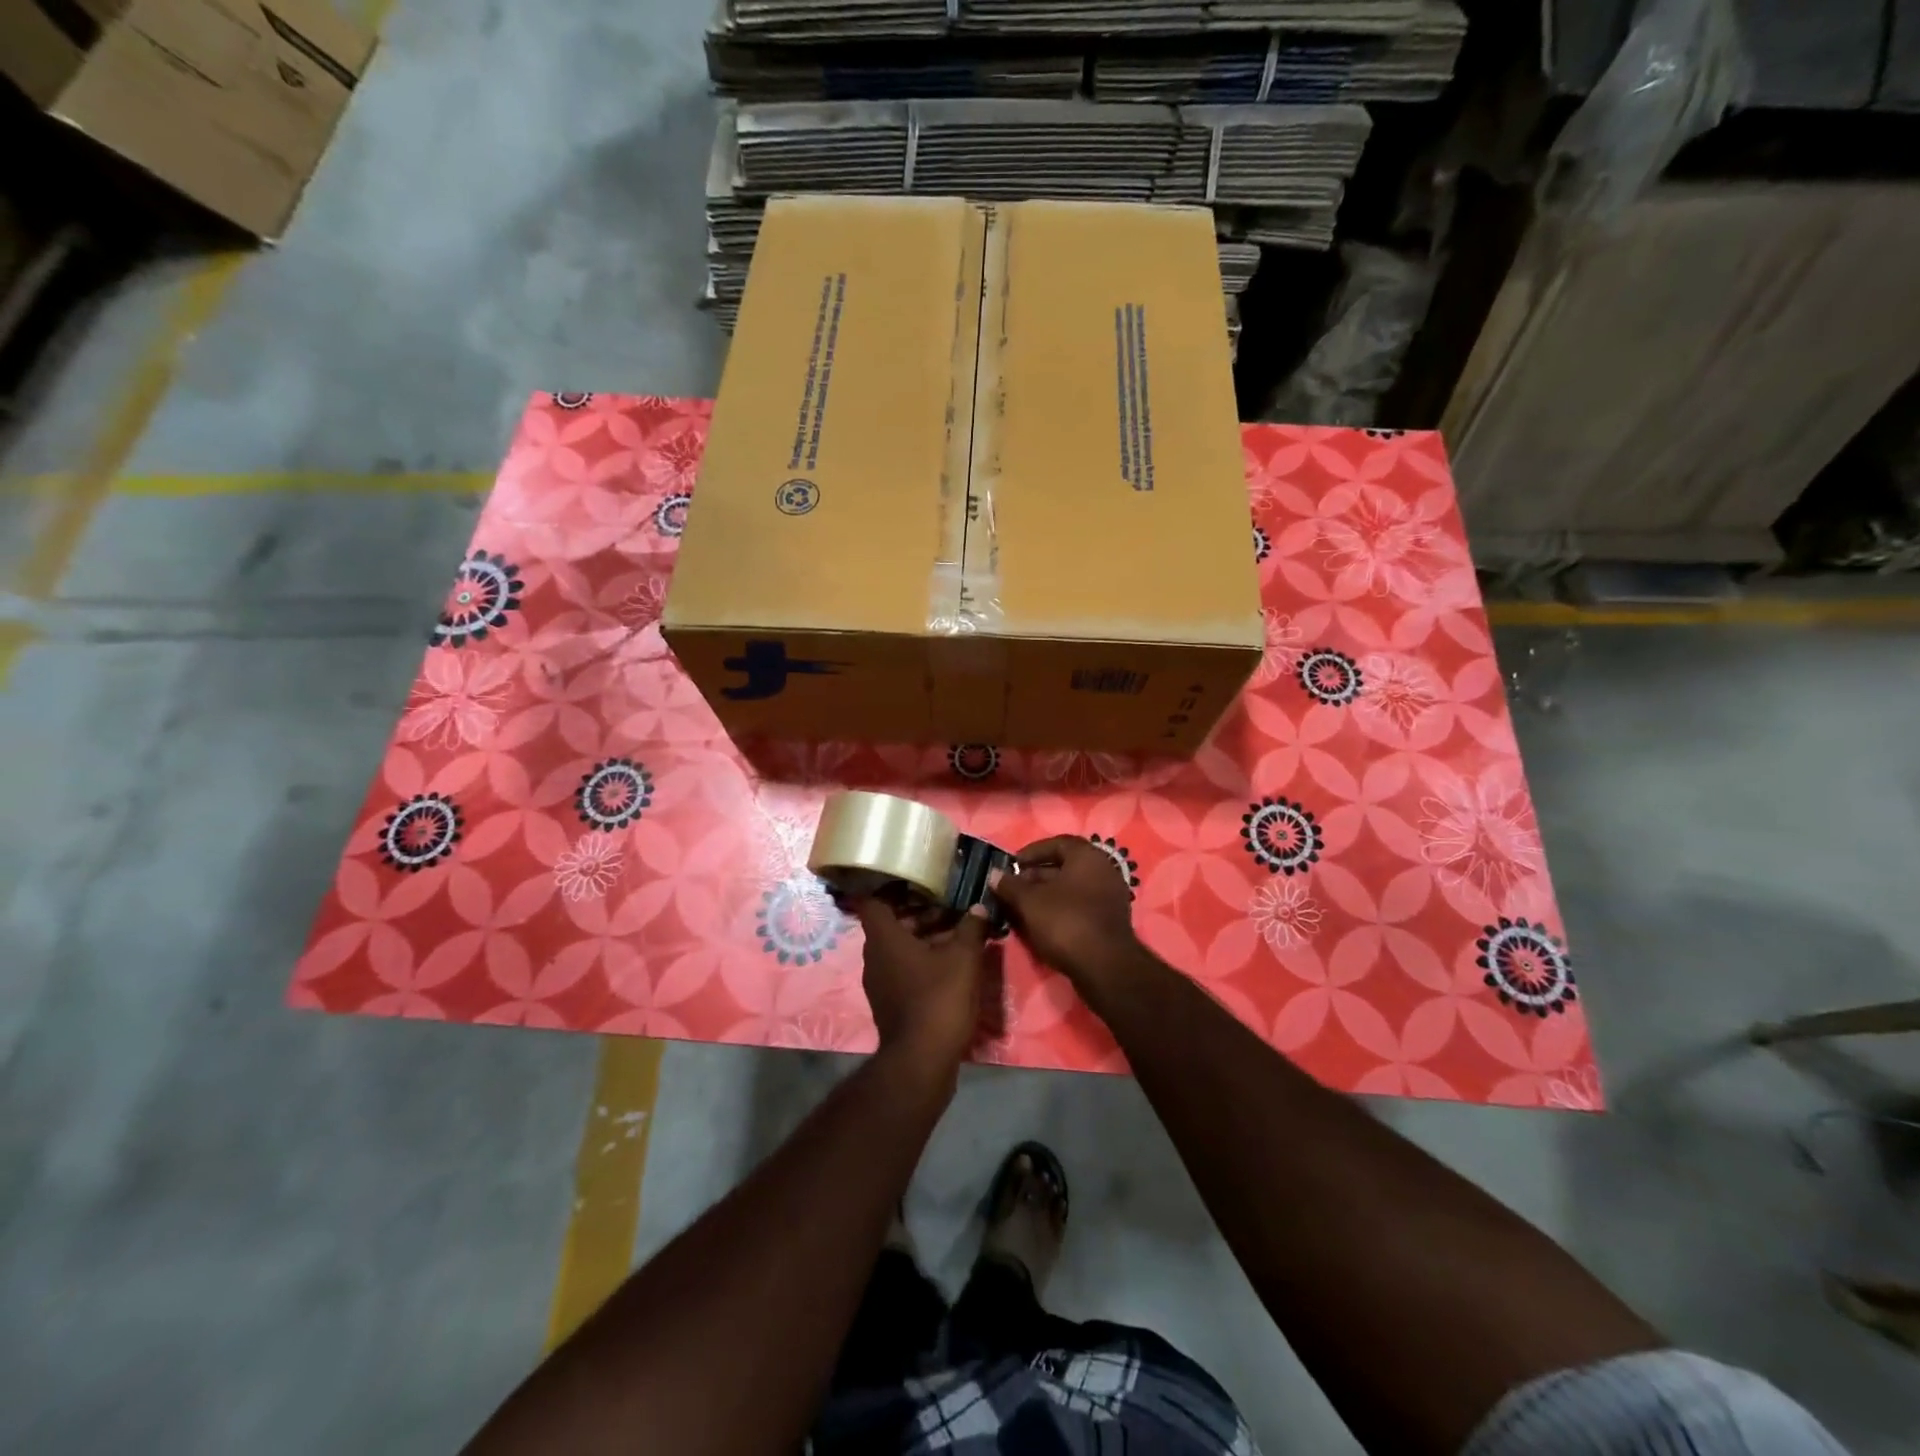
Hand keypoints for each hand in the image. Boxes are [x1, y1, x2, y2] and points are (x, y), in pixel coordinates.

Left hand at [856, 900, 989, 1065]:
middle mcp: (875, 956)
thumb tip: (979, 908)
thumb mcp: (964, 958)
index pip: (873, 899)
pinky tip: (953, 960)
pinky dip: (924, 958)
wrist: (922, 1061)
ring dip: (926, 935)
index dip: (890, 885)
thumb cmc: (939, 998)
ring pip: (901, 946)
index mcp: (884, 938)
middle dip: (921, 910)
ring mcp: (881, 981)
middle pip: (892, 922)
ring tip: (959, 929)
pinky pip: (904, 967)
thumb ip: (971, 928)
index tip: (916, 877)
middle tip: (951, 903)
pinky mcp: (891, 1000)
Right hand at [990, 836, 1142, 988]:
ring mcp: (1108, 897)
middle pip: (1063, 867)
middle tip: (1011, 889)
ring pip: (1069, 890)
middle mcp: (1103, 870)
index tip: (1011, 865)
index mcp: (1087, 856)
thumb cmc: (1066, 922)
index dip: (1031, 852)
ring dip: (1044, 896)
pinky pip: (1078, 907)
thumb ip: (1010, 885)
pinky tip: (1038, 924)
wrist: (1104, 967)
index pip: (1056, 843)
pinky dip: (1058, 911)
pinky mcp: (1108, 921)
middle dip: (1034, 877)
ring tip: (1019, 908)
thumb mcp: (1030, 902)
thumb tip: (994, 874)